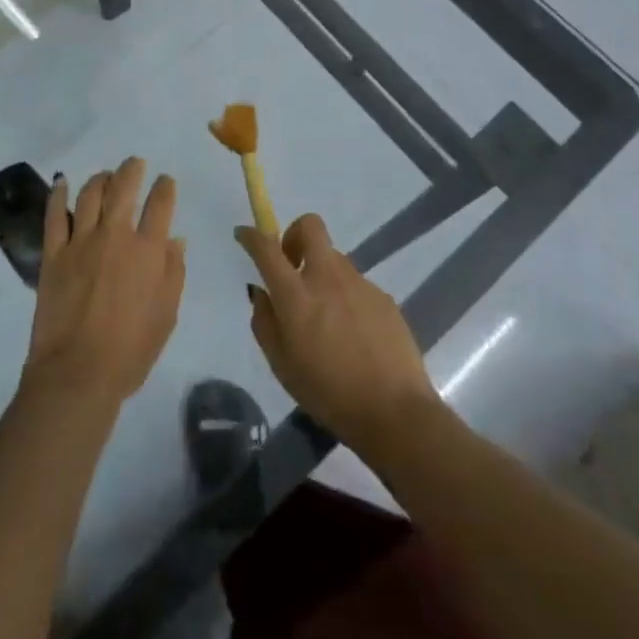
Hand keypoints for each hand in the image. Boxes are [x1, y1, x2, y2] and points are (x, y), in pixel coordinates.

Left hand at [23, 157, 184, 413]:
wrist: (78, 373)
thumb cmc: (131, 351)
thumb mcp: (166, 315)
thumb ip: (173, 273)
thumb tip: (175, 240)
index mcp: (148, 250)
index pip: (160, 203)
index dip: (165, 187)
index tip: (165, 181)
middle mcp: (115, 235)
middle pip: (124, 187)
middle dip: (132, 169)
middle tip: (135, 164)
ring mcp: (81, 241)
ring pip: (90, 193)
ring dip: (100, 178)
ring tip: (105, 176)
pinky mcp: (54, 253)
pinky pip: (55, 215)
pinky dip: (58, 195)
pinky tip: (61, 183)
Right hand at [237, 214, 440, 457]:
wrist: (395, 412)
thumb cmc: (329, 393)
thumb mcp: (282, 366)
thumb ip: (265, 323)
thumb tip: (262, 294)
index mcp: (297, 295)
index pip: (267, 249)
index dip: (251, 235)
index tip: (244, 234)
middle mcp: (327, 278)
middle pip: (310, 226)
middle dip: (295, 234)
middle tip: (292, 266)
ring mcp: (359, 284)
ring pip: (334, 259)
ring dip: (322, 273)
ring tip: (326, 316)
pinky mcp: (383, 296)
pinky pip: (355, 285)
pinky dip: (346, 297)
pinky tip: (353, 334)